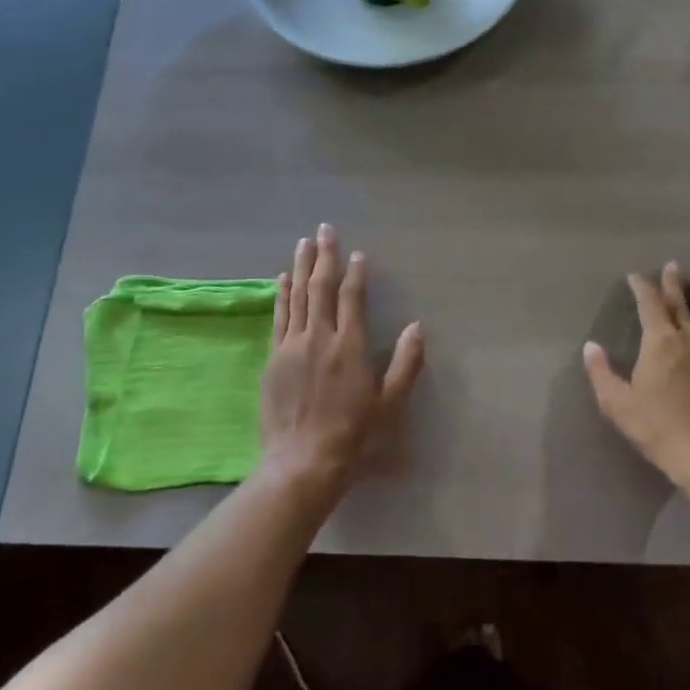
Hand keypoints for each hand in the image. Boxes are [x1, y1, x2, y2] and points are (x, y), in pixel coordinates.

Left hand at [259, 224, 424, 492]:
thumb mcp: (391, 403)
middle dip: (324, 256)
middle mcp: (320, 337)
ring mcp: (292, 346)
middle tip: (324, 230)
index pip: (352, 298)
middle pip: (321, 287)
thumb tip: (416, 327)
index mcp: (350, 345)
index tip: (358, 254)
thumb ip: (406, 363)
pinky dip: (281, 295)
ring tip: (303, 244)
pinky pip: (278, 317)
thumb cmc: (354, 434)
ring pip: (297, 297)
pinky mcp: (274, 358)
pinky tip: (281, 279)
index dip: (356, 273)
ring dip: (300, 267)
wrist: (303, 459)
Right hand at [583, 262, 689, 495]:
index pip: (649, 304)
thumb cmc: (659, 430)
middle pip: (681, 304)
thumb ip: (601, 373)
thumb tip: (591, 346)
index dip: (642, 287)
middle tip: (673, 265)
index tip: (636, 276)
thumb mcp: (617, 404)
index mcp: (660, 342)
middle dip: (674, 283)